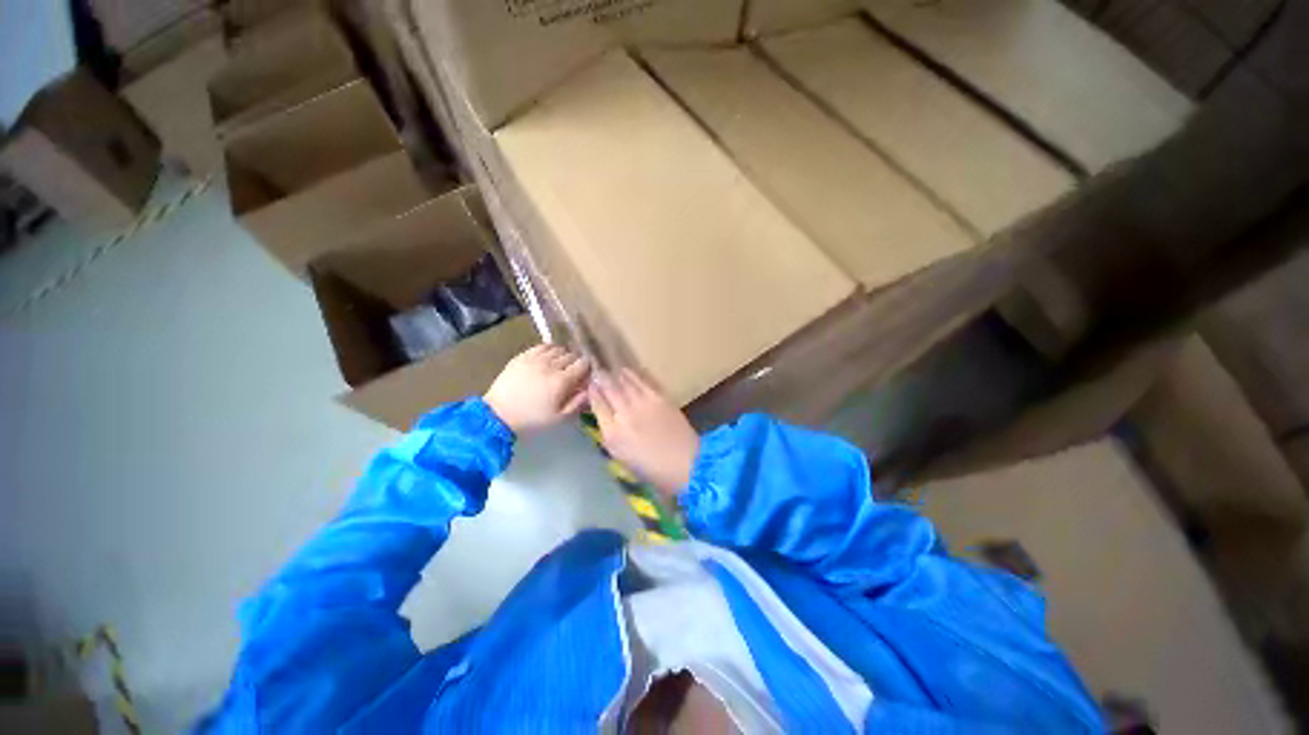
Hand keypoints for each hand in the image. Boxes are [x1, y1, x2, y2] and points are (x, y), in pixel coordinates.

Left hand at [484, 345, 589, 433]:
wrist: (498, 414)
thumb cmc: (532, 418)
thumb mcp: (559, 417)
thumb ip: (578, 402)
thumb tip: (590, 388)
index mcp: (561, 381)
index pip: (583, 364)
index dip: (587, 368)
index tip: (585, 375)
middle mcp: (550, 365)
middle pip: (571, 355)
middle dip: (575, 363)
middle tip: (572, 373)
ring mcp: (535, 358)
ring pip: (558, 349)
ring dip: (563, 356)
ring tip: (559, 366)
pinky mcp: (523, 356)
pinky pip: (542, 346)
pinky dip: (550, 350)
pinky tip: (548, 358)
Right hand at [589, 369, 699, 498]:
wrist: (686, 463)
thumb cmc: (652, 468)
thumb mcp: (623, 457)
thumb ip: (611, 435)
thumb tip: (605, 415)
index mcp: (613, 434)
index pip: (597, 405)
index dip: (592, 392)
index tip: (589, 385)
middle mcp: (625, 415)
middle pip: (609, 390)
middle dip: (601, 379)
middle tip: (596, 371)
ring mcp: (643, 404)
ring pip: (625, 382)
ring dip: (616, 374)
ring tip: (610, 368)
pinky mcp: (660, 398)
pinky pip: (643, 381)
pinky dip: (634, 375)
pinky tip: (628, 371)